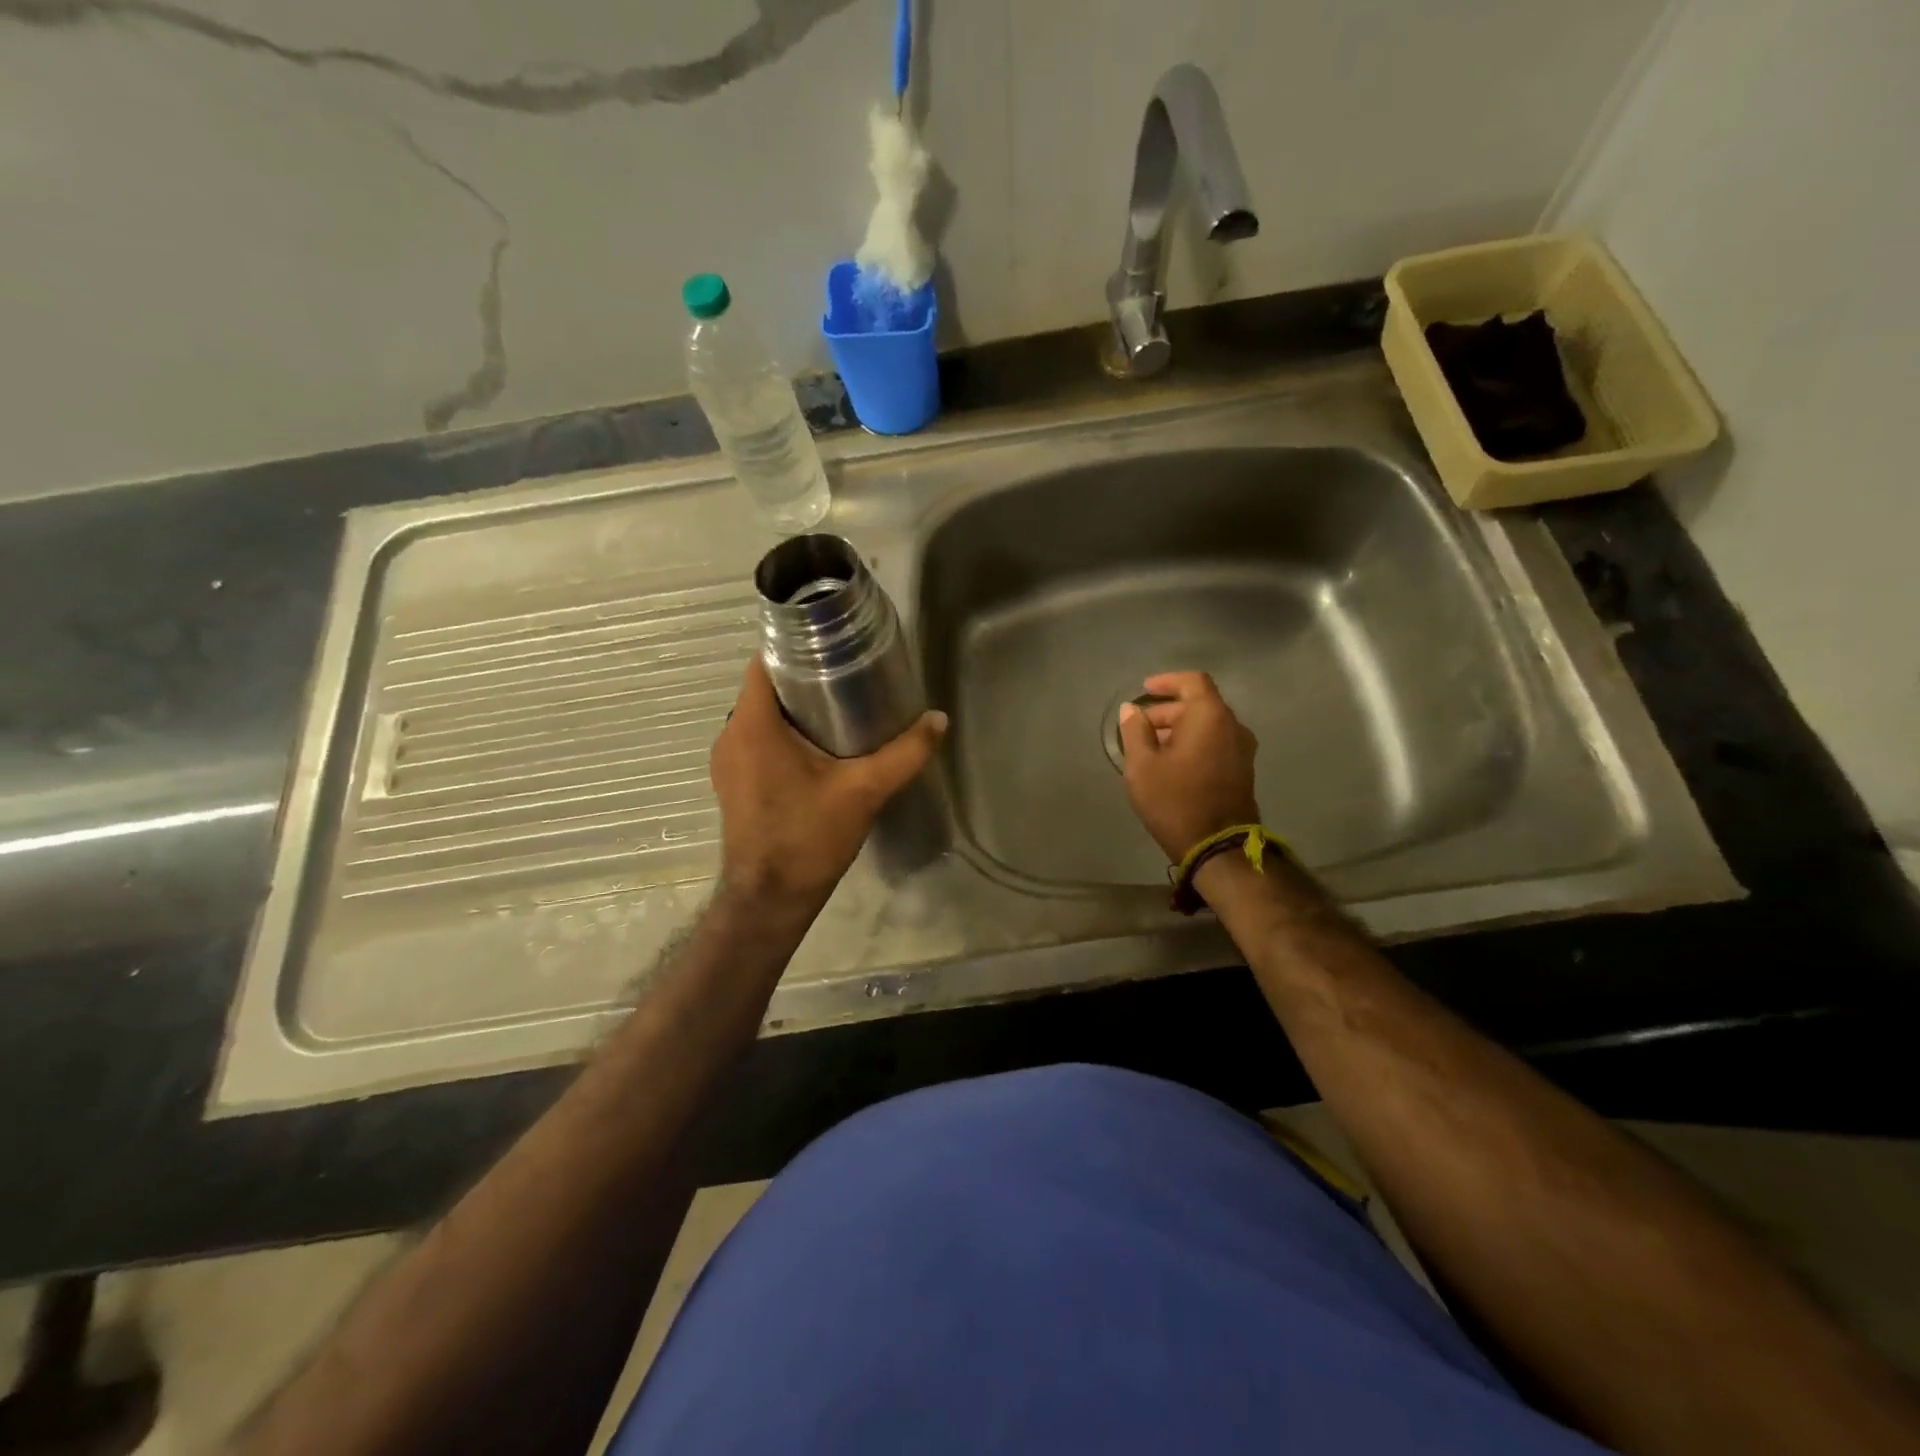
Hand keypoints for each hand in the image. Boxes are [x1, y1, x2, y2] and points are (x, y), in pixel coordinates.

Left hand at [709, 657, 947, 912]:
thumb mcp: (864, 791)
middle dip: (803, 679)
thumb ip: (904, 754)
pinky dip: (782, 735)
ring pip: (760, 716)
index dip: (794, 647)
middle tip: (848, 678)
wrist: (771, 897)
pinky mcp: (732, 782)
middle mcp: (731, 735)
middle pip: (764, 688)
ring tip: (839, 710)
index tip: (832, 646)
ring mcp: (727, 761)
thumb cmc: (809, 837)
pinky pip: (755, 741)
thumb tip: (938, 719)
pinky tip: (818, 749)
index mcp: (754, 725)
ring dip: (793, 709)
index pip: (763, 662)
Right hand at [1116, 671, 1260, 862]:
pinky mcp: (1242, 770)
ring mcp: (1242, 750)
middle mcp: (1233, 727)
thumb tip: (1131, 710)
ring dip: (1179, 728)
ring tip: (1150, 746)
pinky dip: (1193, 743)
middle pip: (1199, 704)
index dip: (1167, 681)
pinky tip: (1170, 762)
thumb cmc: (1175, 800)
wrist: (1218, 847)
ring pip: (1207, 726)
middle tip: (1139, 726)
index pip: (1193, 682)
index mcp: (1211, 717)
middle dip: (1167, 710)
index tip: (1145, 690)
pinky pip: (1215, 743)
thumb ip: (1134, 731)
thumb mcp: (1142, 766)